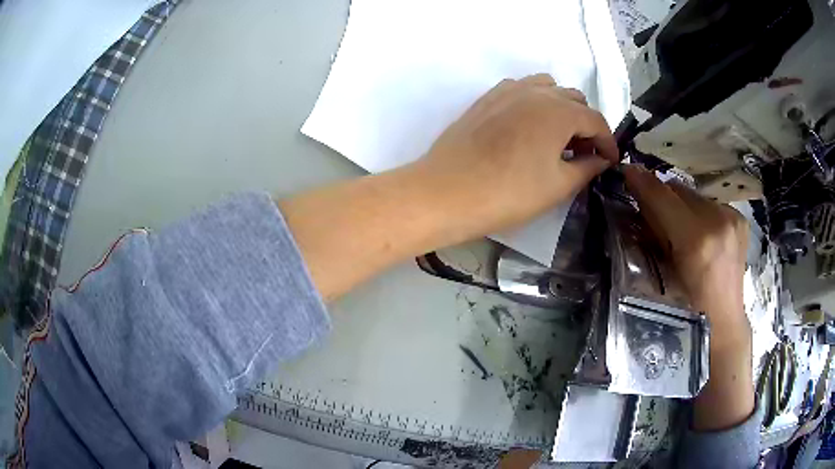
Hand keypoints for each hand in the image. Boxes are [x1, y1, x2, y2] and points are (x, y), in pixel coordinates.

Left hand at [281, 74, 617, 300]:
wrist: (446, 192)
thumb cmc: (507, 193)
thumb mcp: (557, 186)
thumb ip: (587, 168)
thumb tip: (601, 159)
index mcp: (558, 111)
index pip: (596, 120)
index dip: (608, 142)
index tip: (609, 161)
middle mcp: (535, 92)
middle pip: (574, 100)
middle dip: (586, 124)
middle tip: (583, 153)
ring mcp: (507, 91)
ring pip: (547, 89)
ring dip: (561, 109)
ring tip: (557, 138)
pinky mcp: (486, 99)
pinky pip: (520, 90)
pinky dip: (534, 102)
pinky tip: (528, 127)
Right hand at [622, 165, 748, 334]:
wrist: (724, 318)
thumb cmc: (689, 307)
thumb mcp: (665, 271)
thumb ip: (654, 230)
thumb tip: (639, 198)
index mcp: (696, 240)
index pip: (664, 197)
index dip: (644, 183)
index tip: (628, 171)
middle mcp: (718, 220)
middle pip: (680, 190)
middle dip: (664, 197)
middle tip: (655, 212)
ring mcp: (733, 217)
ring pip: (695, 195)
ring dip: (683, 205)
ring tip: (682, 227)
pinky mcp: (740, 218)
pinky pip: (711, 204)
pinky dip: (701, 213)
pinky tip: (703, 233)